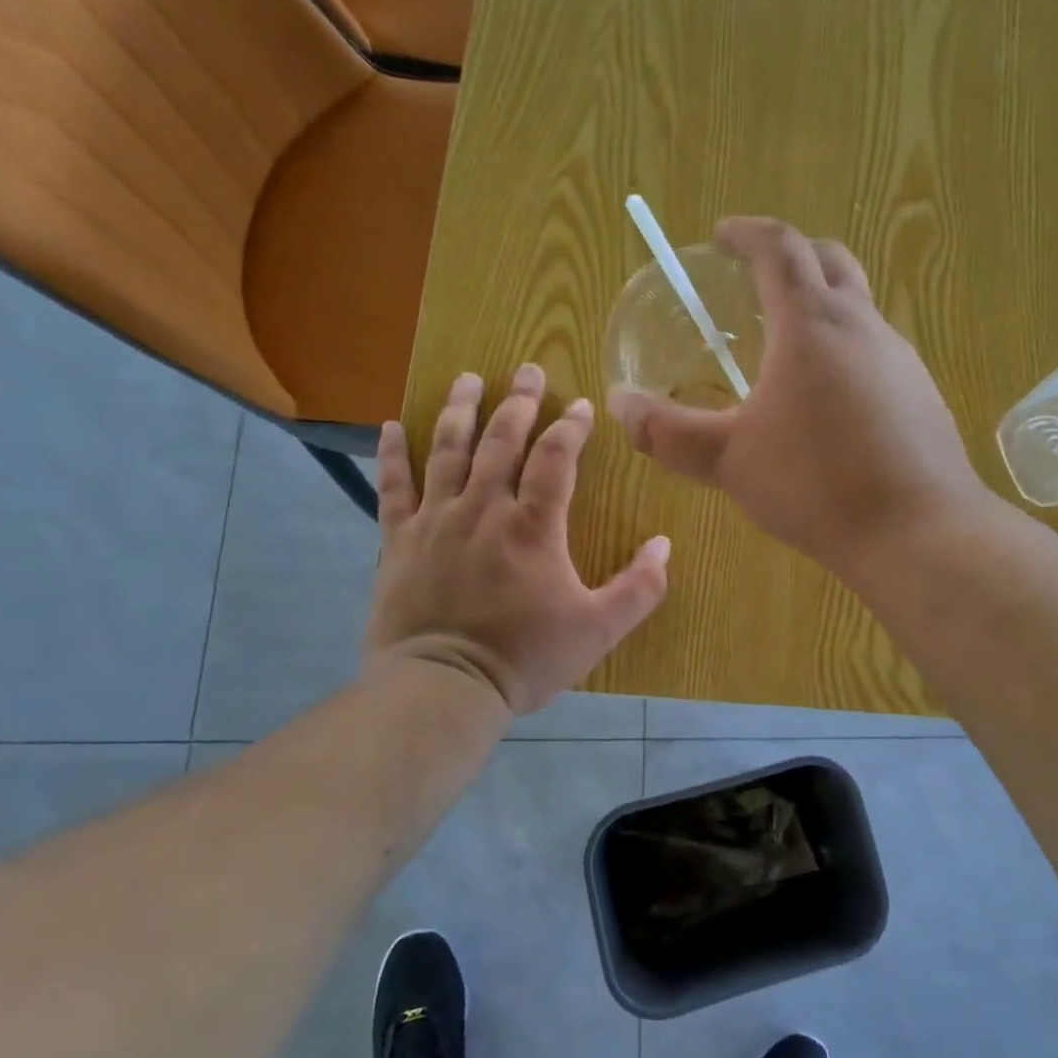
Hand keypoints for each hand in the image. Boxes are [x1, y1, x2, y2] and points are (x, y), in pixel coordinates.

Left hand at [368, 365, 670, 714]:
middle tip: (527, 370)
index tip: (581, 406)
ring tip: (467, 378)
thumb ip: (639, 587)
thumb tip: (664, 545)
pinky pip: (393, 487)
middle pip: (501, 440)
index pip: (556, 458)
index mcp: (534, 527)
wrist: (444, 687)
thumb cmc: (526, 658)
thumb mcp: (599, 630)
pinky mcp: (398, 541)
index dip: (570, 427)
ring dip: (460, 410)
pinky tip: (392, 426)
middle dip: (518, 402)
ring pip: (447, 450)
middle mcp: (484, 509)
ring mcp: (436, 521)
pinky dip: (393, 455)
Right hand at [606, 218, 990, 577]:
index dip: (747, 233)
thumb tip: (618, 405)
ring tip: (785, 346)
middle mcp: (863, 326)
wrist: (918, 533)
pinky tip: (828, 402)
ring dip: (821, 306)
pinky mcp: (922, 394)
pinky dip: (845, 350)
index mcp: (812, 324)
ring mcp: (902, 359)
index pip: (780, 247)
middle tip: (755, 277)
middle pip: (830, 260)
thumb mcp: (729, 461)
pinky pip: (878, 351)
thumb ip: (668, 432)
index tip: (721, 236)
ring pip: (859, 308)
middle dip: (790, 255)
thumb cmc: (816, 486)